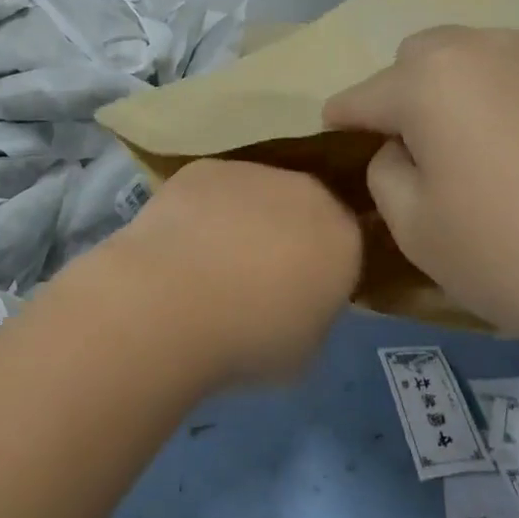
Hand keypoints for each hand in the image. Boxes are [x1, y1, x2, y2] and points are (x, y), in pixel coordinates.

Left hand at [99, 159, 362, 386]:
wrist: (173, 302)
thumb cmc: (249, 339)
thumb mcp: (305, 349)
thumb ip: (314, 313)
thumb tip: (297, 300)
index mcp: (343, 236)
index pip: (345, 244)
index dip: (322, 268)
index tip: (300, 294)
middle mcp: (306, 191)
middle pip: (304, 208)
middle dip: (288, 234)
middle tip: (256, 275)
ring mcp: (253, 172)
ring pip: (258, 193)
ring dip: (244, 218)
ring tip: (210, 260)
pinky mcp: (205, 168)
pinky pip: (214, 189)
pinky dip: (203, 209)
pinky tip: (180, 243)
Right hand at [322, 26, 518, 362]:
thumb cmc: (507, 253)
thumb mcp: (413, 225)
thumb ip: (386, 171)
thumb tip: (402, 148)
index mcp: (429, 78)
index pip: (363, 95)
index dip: (342, 119)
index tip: (333, 135)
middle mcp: (485, 49)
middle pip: (419, 58)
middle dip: (401, 93)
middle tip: (412, 149)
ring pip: (474, 60)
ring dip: (455, 92)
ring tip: (471, 150)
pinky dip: (505, 103)